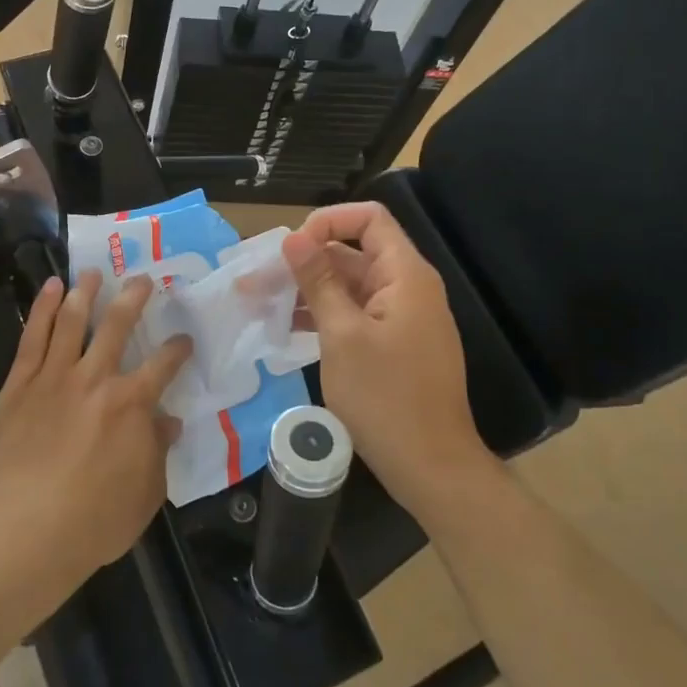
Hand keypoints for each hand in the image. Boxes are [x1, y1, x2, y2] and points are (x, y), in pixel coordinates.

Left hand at [0, 272, 191, 584]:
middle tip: (142, 279)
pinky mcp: (19, 384)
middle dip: (134, 298)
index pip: (164, 364)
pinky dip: (42, 307)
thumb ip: (158, 451)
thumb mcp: (145, 494)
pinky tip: (50, 287)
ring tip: (93, 273)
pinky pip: (33, 336)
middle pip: (118, 325)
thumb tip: (169, 421)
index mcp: (132, 404)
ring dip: (86, 292)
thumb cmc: (92, 522)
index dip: (178, 348)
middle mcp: (96, 379)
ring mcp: (54, 377)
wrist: (23, 532)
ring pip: (72, 320)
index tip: (184, 340)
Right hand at [283, 203, 492, 520]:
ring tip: (261, 302)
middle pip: (354, 253)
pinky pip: (357, 315)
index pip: (369, 219)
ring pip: (351, 287)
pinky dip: (325, 315)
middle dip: (306, 261)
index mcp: (405, 275)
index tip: (291, 247)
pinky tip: (288, 328)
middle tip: (256, 279)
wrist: (430, 466)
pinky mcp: (395, 346)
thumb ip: (318, 281)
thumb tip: (293, 237)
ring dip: (309, 290)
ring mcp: (402, 319)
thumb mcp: (342, 334)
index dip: (328, 221)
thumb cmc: (385, 397)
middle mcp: (407, 288)